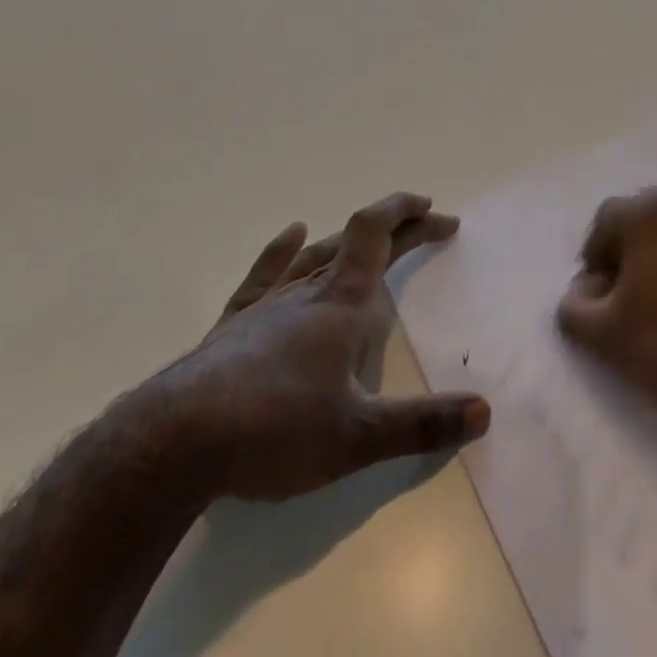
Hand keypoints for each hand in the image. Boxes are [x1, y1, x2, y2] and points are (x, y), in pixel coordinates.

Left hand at [150, 192, 489, 502]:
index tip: (436, 211)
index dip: (408, 215)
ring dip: (349, 240)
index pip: (378, 236)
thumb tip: (484, 413)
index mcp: (341, 306)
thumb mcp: (358, 437)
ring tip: (369, 233)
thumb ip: (422, 426)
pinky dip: (281, 252)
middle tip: (428, 222)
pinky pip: (263, 277)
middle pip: (356, 243)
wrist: (171, 445)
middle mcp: (307, 294)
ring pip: (315, 257)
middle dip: (398, 229)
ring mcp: (265, 307)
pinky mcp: (231, 328)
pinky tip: (291, 234)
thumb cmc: (273, 432)